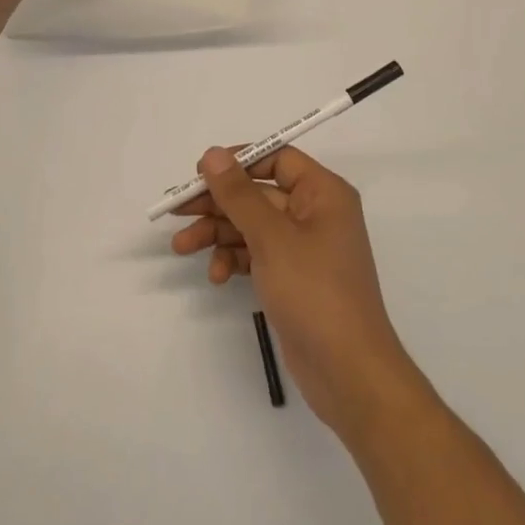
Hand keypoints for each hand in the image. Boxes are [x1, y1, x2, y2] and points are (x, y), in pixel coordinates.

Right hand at [171, 146, 423, 441]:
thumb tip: (213, 153)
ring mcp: (304, 247)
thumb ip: (239, 194)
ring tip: (181, 247)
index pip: (277, 159)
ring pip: (252, 225)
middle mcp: (316, 213)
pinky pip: (257, 254)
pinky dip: (234, 259)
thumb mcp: (271, 237)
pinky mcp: (293, 277)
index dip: (238, 161)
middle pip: (258, 193)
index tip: (200, 173)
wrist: (348, 371)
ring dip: (218, 234)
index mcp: (323, 193)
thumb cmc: (314, 291)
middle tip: (177, 211)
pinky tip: (216, 276)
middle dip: (218, 203)